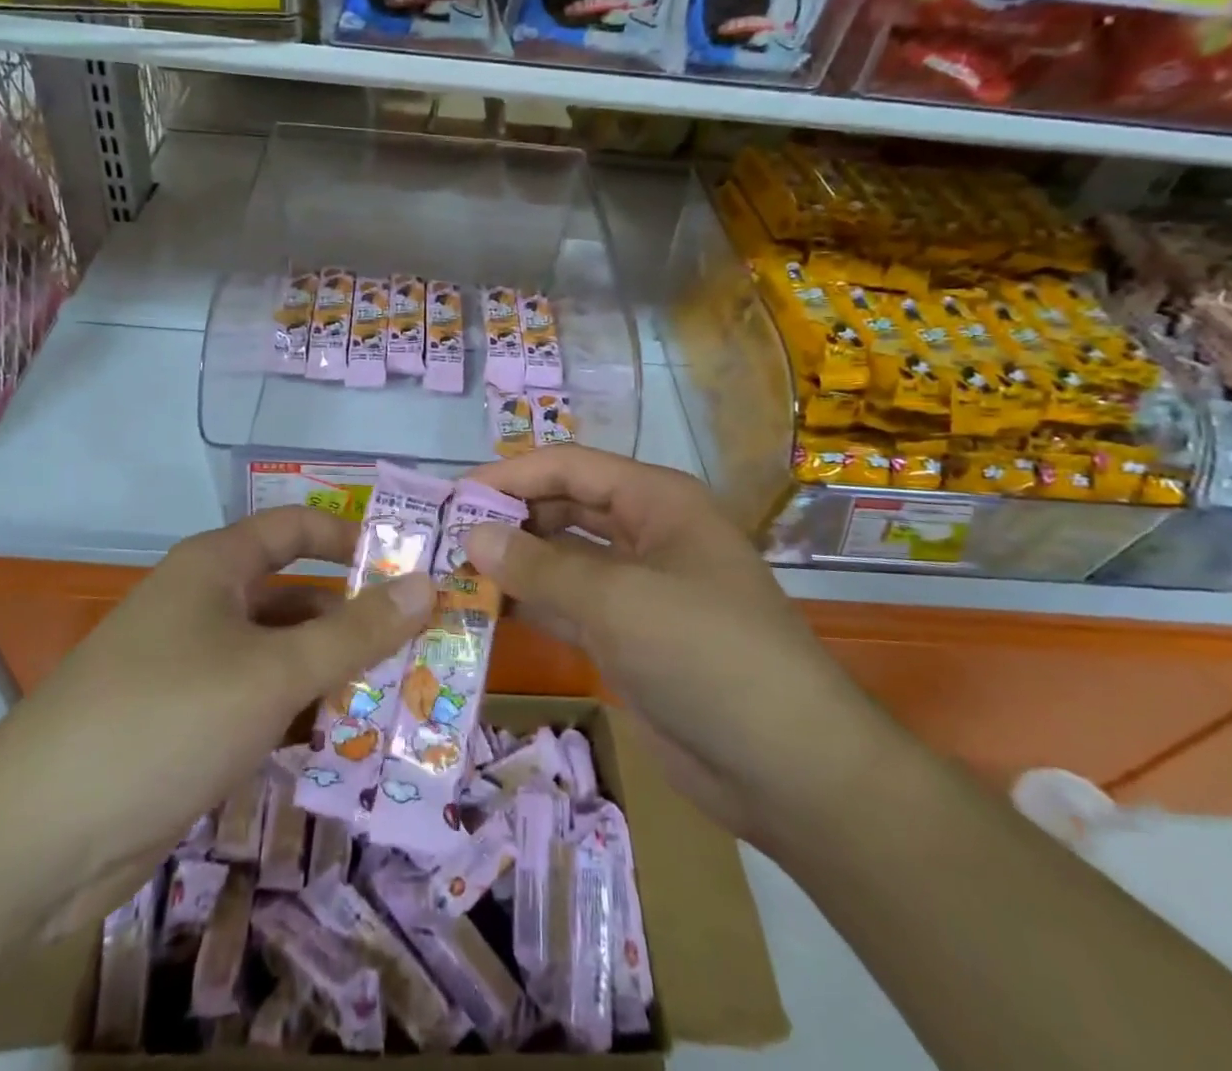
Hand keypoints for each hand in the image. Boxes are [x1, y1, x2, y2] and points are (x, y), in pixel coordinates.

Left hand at [0, 507, 432, 930]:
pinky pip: (260, 704)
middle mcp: (207, 606)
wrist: (36, 838)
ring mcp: (195, 668)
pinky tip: (346, 744)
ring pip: (282, 656)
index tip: (410, 566)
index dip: (352, 538)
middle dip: (355, 620)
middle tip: (424, 646)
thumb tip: (426, 585)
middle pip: (297, 596)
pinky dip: (301, 717)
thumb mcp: (274, 672)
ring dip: (334, 675)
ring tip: (403, 699)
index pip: (296, 528)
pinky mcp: (189, 726)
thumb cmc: (166, 719)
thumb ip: (355, 632)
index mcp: (217, 567)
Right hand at [463, 445, 896, 843]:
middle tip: (444, 537)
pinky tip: (485, 610)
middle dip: (509, 518)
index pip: (570, 466)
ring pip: (563, 559)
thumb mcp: (617, 599)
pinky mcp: (628, 636)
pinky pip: (569, 605)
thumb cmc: (705, 653)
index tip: (452, 496)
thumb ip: (539, 565)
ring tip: (452, 572)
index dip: (511, 474)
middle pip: (564, 507)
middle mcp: (646, 533)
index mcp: (656, 500)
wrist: (787, 767)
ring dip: (514, 563)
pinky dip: (531, 604)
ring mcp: (638, 588)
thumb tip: (472, 535)